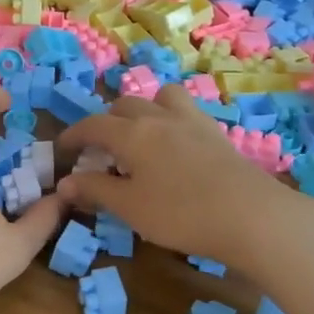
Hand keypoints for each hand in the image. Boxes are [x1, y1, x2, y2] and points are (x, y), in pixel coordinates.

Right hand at [56, 86, 313, 265]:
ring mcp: (191, 121)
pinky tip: (175, 146)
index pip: (92, 125)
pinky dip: (170, 119)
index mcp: (132, 133)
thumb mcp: (130, 207)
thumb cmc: (181, 213)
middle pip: (124, 106)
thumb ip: (96, 190)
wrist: (251, 216)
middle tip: (102, 151)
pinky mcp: (216, 133)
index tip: (62, 150)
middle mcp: (159, 117)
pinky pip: (185, 111)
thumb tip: (64, 182)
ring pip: (160, 97)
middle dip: (106, 122)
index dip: (73, 136)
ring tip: (141, 136)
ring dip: (144, 109)